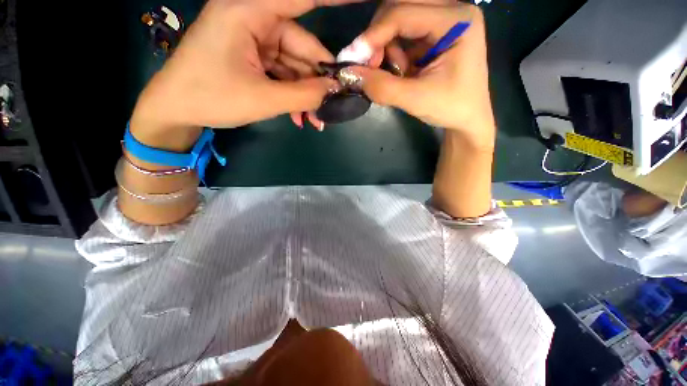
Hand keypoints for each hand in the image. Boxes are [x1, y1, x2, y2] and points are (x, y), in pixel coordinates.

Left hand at [131, 0, 357, 149]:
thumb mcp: (264, 100)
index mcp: (249, 12)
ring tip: (314, 120)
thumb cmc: (212, 98)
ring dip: (305, 94)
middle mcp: (253, 19)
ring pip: (293, 65)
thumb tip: (335, 90)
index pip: (301, 0)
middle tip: (330, 108)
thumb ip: (304, 95)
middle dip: (317, 82)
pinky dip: (292, 95)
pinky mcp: (251, 56)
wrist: (176, 110)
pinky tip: (298, 116)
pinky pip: (282, 73)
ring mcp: (252, 39)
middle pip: (301, 47)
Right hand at [347, 3, 494, 148]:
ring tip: (394, 73)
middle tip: (370, 66)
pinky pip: (404, 33)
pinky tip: (401, 70)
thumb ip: (382, 87)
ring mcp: (444, 19)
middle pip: (400, 7)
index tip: (351, 59)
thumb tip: (348, 73)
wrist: (467, 118)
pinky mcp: (435, 33)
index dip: (373, 35)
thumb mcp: (415, 100)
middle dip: (379, 37)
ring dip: (387, 46)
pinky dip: (394, 51)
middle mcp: (452, 10)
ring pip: (399, 18)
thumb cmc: (450, 108)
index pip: (403, 13)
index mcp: (457, 20)